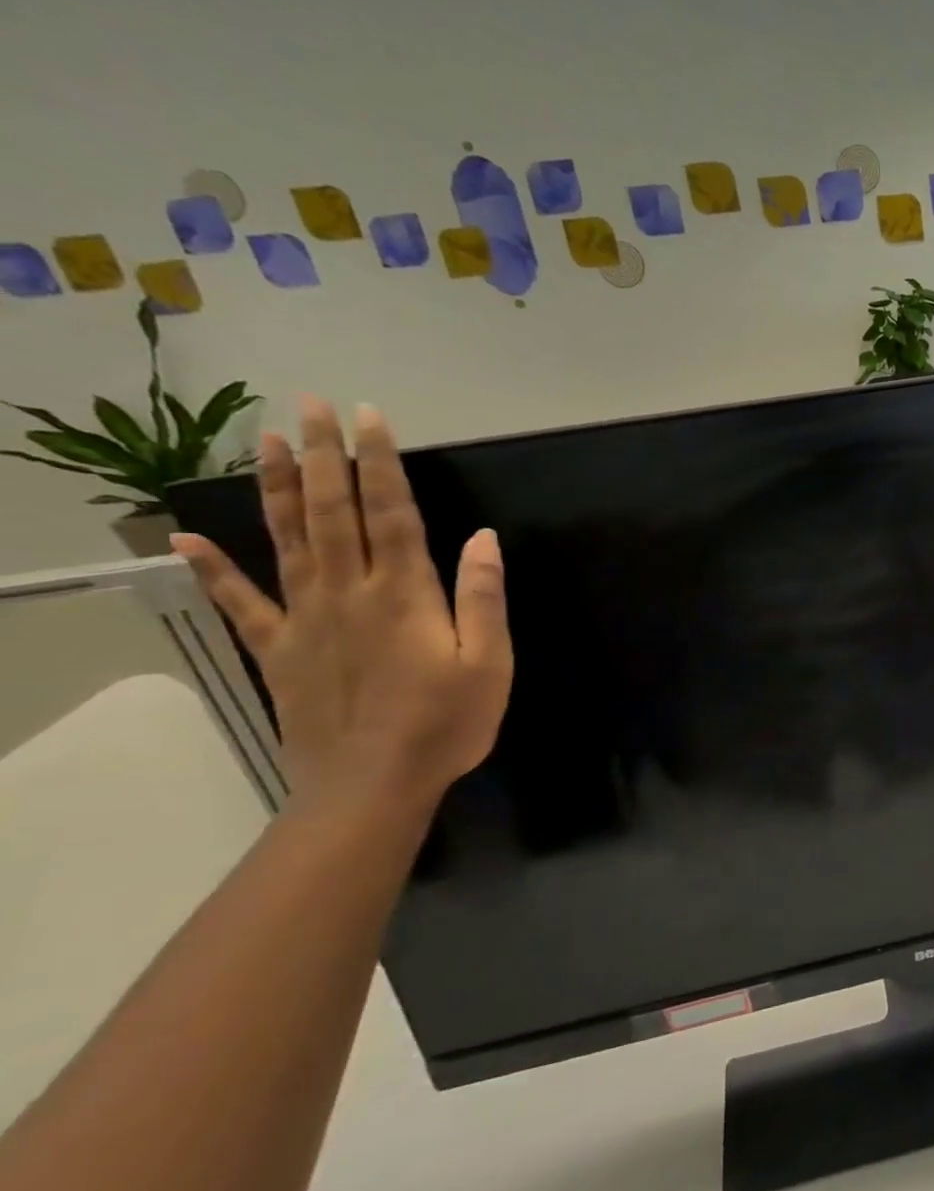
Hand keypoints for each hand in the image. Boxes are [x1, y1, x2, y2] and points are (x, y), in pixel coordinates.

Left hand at [172, 398, 512, 814]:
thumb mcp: (489, 662)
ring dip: (276, 488)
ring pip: (287, 540)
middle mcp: (348, 593)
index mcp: (404, 594)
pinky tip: (187, 538)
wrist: (372, 785)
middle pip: (332, 512)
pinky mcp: (279, 651)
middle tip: (309, 406)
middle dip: (324, 456)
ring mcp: (305, 619)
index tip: (369, 418)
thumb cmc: (446, 723)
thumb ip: (483, 598)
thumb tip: (482, 538)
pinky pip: (241, 603)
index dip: (380, 463)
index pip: (391, 513)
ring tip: (264, 441)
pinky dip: (212, 569)